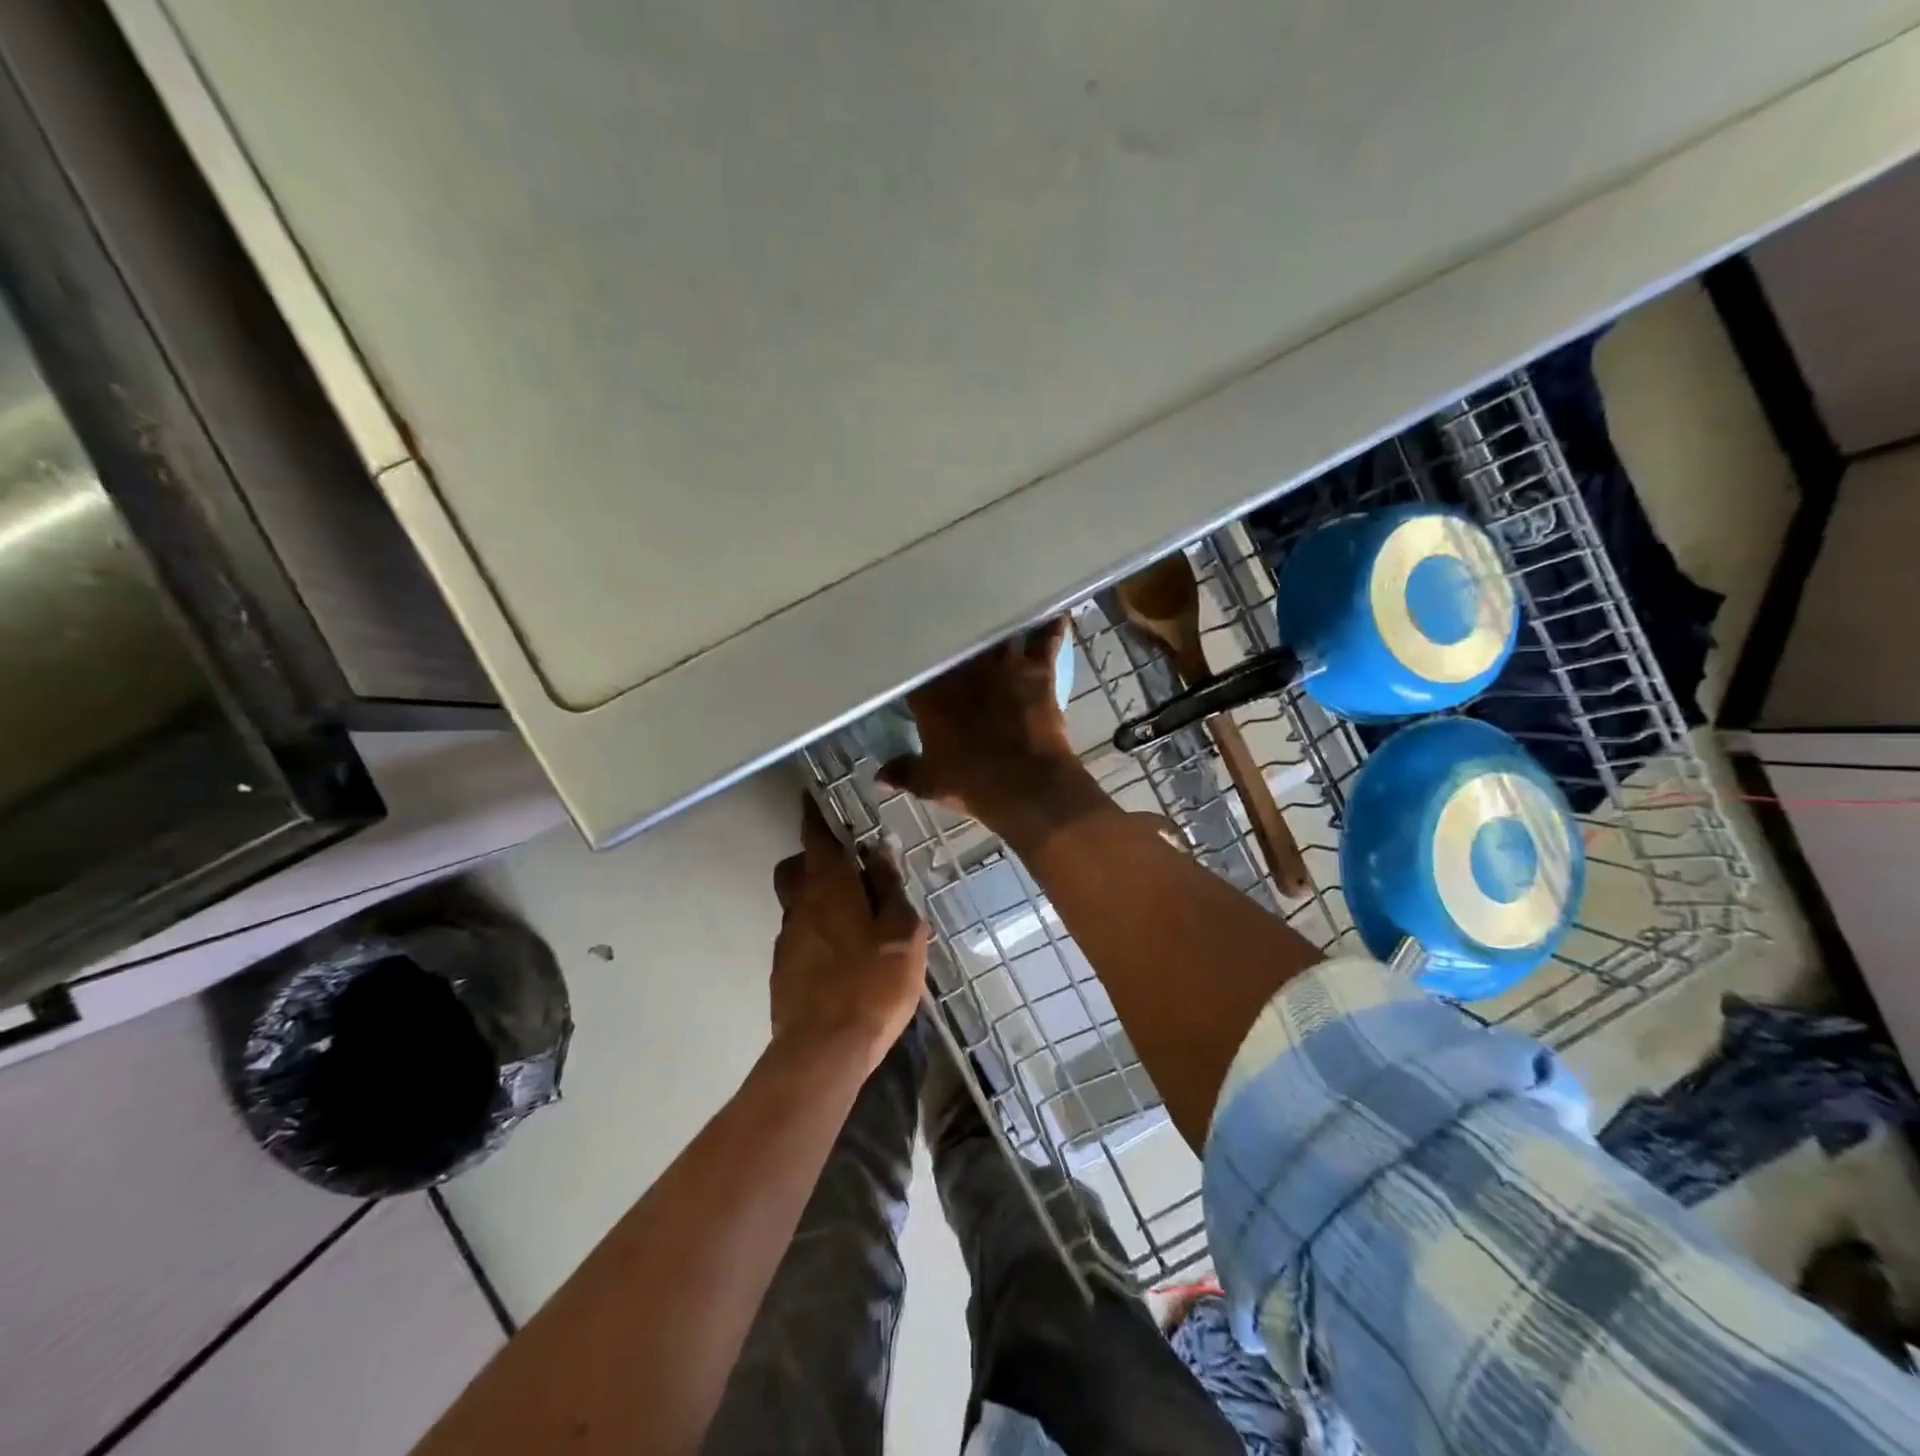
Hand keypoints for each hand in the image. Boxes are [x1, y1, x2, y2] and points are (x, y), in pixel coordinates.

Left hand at [770, 795, 928, 1070]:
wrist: (824, 1050)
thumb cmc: (873, 983)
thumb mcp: (901, 932)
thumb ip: (890, 887)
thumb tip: (881, 848)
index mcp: (829, 888)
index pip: (816, 838)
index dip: (815, 816)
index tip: (814, 799)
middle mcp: (800, 906)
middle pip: (794, 869)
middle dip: (812, 860)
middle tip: (845, 868)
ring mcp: (787, 941)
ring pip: (796, 904)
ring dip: (817, 899)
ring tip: (852, 918)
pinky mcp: (783, 971)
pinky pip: (799, 936)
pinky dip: (816, 932)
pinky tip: (842, 956)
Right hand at [878, 618, 1107, 843]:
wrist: (1025, 785)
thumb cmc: (972, 783)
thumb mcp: (931, 783)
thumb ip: (904, 773)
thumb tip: (879, 777)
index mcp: (932, 695)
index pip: (916, 668)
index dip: (915, 660)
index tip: (912, 655)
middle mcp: (966, 670)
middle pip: (957, 640)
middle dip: (954, 630)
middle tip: (952, 618)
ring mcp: (1003, 665)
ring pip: (999, 630)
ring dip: (1001, 620)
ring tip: (1000, 601)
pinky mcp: (1038, 671)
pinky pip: (1047, 641)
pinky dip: (1053, 626)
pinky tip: (1057, 610)